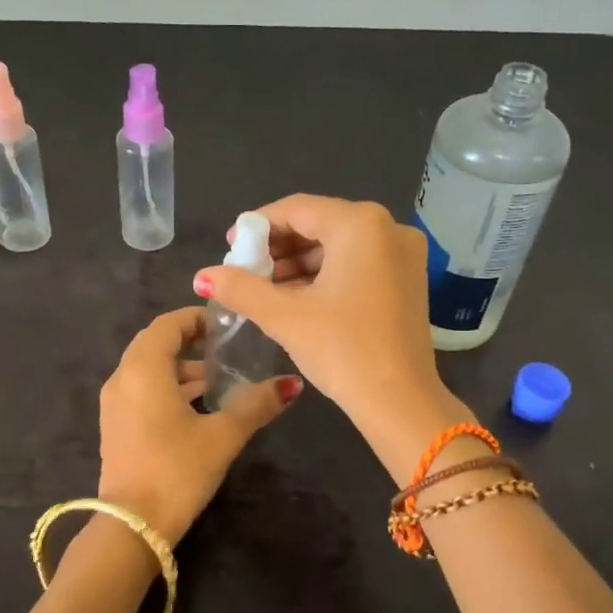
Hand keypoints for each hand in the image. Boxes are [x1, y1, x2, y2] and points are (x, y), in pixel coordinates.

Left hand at [97, 307, 302, 544]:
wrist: (132, 525)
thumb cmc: (177, 470)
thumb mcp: (223, 435)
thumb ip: (257, 404)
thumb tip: (292, 383)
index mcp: (143, 369)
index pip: (167, 324)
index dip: (195, 318)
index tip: (225, 324)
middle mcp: (122, 378)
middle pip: (155, 345)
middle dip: (190, 342)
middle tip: (226, 348)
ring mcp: (114, 405)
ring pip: (149, 371)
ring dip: (181, 370)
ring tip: (219, 380)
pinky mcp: (115, 428)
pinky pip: (142, 392)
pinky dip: (168, 389)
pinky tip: (198, 408)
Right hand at [193, 197, 460, 463]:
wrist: (399, 402)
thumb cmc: (342, 350)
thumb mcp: (284, 316)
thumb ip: (240, 288)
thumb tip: (203, 276)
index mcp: (361, 224)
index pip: (297, 209)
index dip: (258, 227)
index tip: (231, 248)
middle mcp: (389, 228)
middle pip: (319, 224)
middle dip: (279, 248)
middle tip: (246, 271)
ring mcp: (405, 254)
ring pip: (338, 246)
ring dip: (300, 264)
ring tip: (265, 289)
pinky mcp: (409, 279)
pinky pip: (358, 263)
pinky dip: (326, 275)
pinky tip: (297, 298)